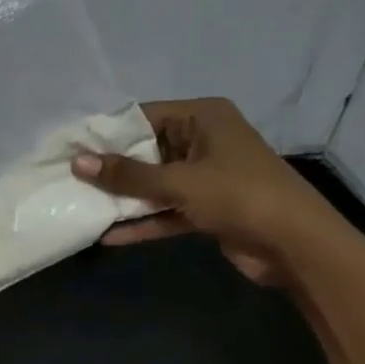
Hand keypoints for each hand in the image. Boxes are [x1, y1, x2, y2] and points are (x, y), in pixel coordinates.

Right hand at [71, 97, 344, 284]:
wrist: (298, 246)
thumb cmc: (240, 196)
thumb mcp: (179, 182)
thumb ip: (127, 175)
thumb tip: (77, 162)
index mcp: (203, 118)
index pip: (142, 116)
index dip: (106, 133)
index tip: (69, 148)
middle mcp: (203, 141)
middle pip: (145, 150)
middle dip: (110, 168)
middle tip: (67, 178)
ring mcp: (205, 176)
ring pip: (153, 183)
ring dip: (123, 198)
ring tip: (80, 205)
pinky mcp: (206, 208)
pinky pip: (165, 210)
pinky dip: (142, 222)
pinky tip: (108, 236)